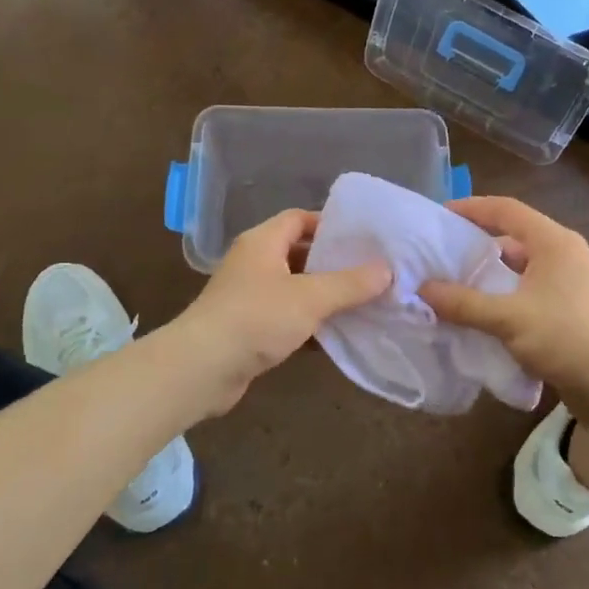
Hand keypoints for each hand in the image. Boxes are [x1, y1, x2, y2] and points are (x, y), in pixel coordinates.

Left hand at [169, 209, 390, 416]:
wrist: (201, 369)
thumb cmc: (256, 319)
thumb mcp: (310, 297)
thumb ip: (350, 283)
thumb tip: (387, 270)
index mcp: (263, 242)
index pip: (299, 219)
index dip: (330, 225)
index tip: (362, 239)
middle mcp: (254, 263)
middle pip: (299, 253)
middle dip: (333, 263)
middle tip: (370, 272)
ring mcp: (249, 296)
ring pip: (295, 288)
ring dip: (324, 296)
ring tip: (363, 302)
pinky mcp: (249, 328)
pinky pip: (286, 317)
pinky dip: (310, 322)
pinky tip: (338, 334)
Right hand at [420, 197, 588, 437]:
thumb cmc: (567, 339)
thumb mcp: (508, 319)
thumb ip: (464, 303)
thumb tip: (422, 290)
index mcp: (553, 242)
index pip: (506, 209)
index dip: (472, 208)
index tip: (439, 217)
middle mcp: (563, 255)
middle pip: (513, 237)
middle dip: (476, 245)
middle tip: (440, 255)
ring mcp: (569, 284)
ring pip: (520, 269)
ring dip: (489, 276)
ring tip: (453, 286)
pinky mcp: (569, 311)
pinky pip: (528, 293)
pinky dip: (504, 298)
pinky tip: (480, 316)